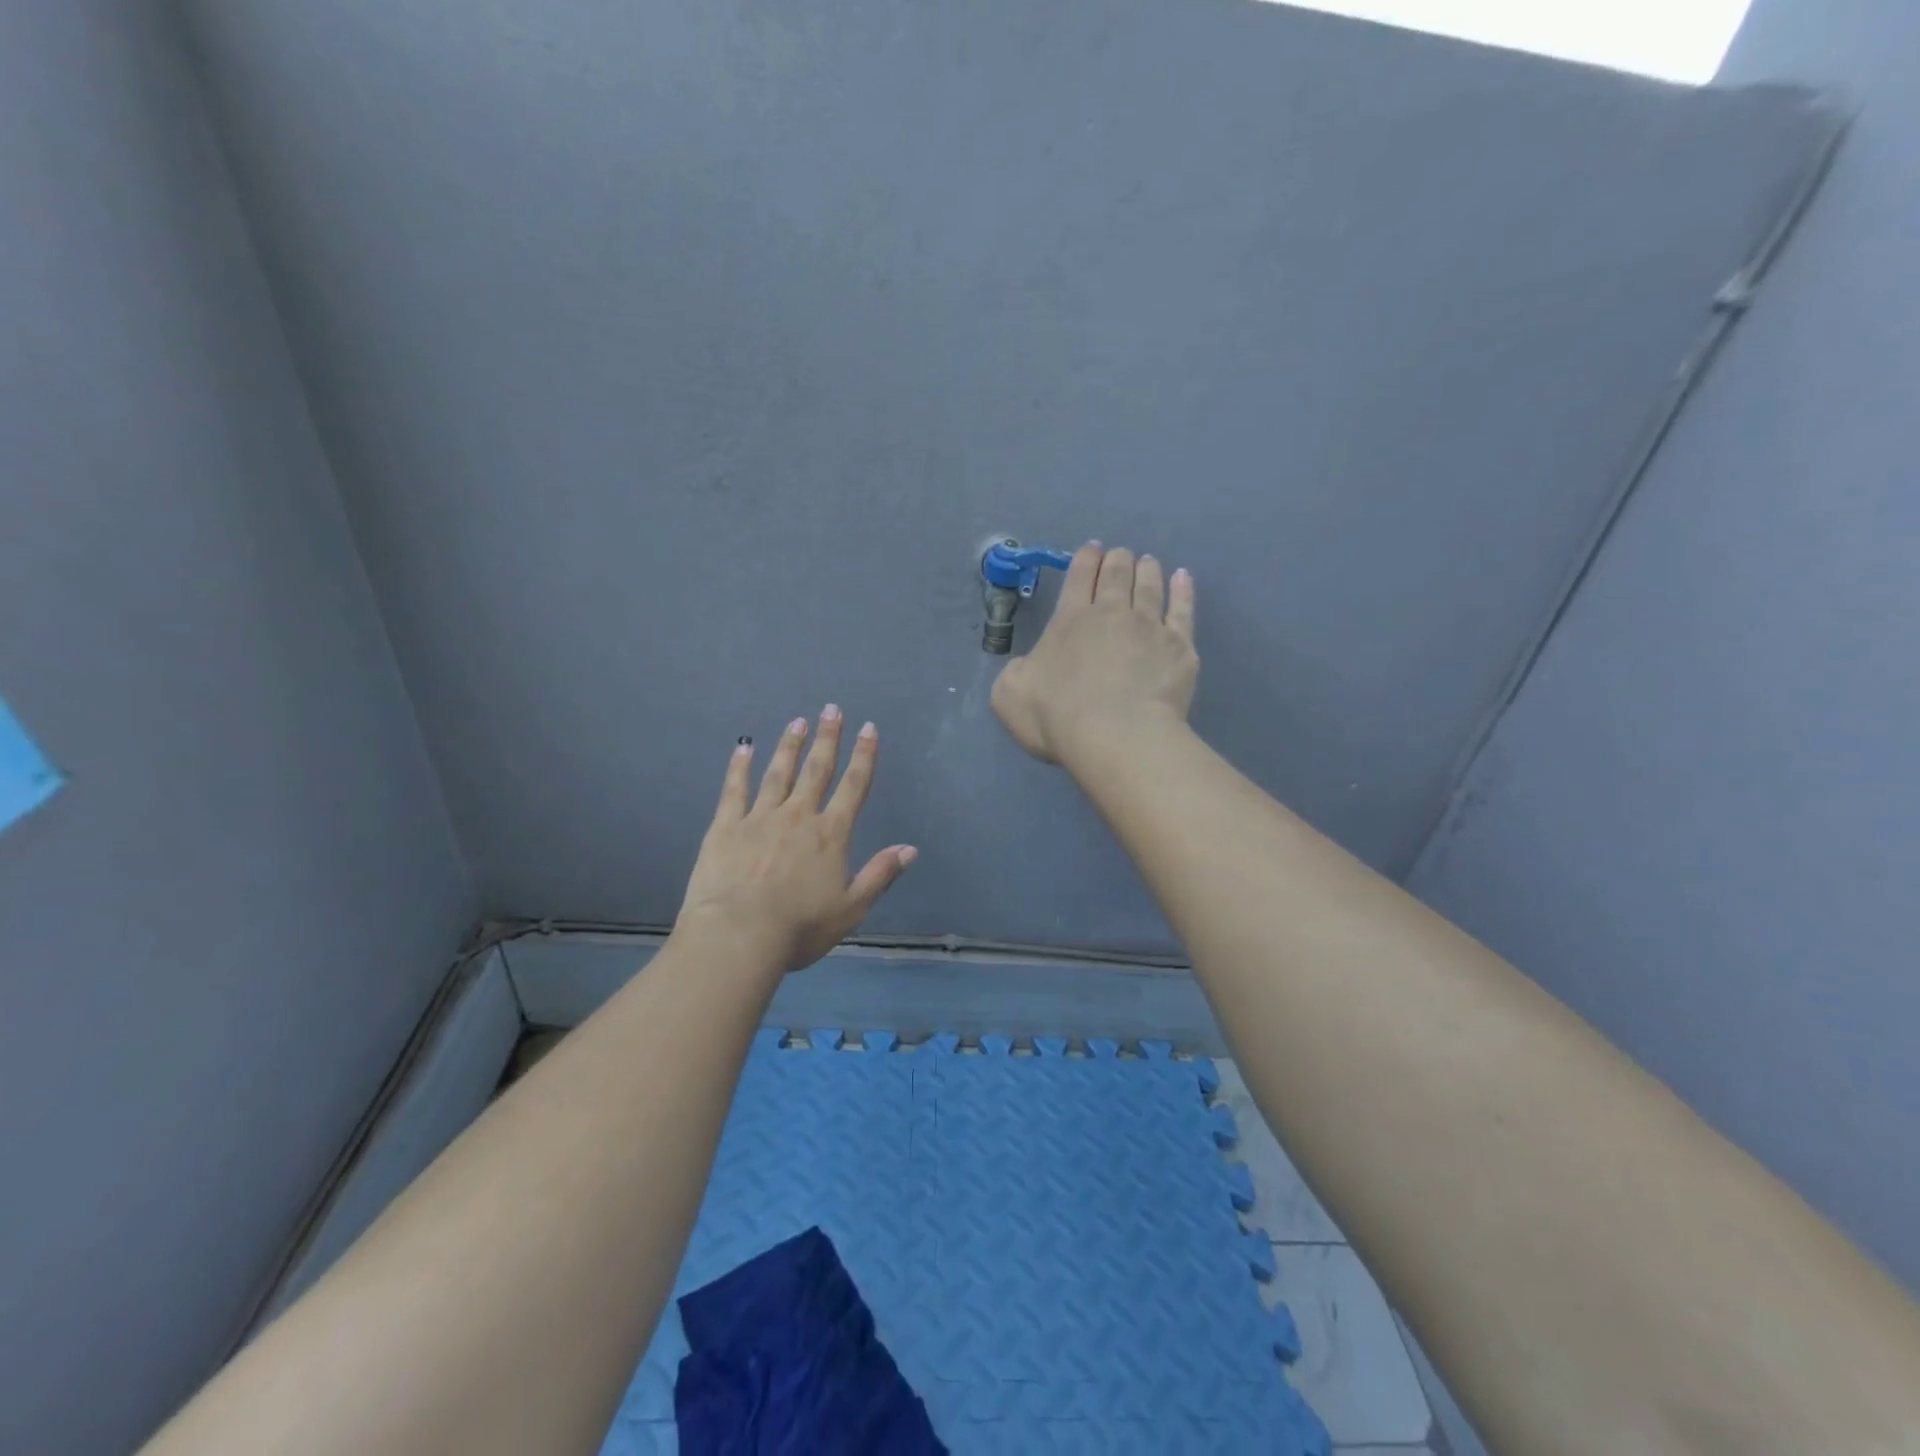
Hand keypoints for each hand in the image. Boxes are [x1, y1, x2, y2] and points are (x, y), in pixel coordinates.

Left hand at [676, 707, 916, 975]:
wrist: (738, 935)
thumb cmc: (799, 927)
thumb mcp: (851, 908)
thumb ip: (880, 874)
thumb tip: (910, 848)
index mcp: (830, 835)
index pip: (853, 787)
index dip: (863, 756)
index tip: (869, 728)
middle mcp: (798, 817)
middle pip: (817, 770)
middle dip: (827, 738)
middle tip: (831, 709)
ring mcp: (760, 818)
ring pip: (779, 773)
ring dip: (790, 746)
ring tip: (797, 722)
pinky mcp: (726, 827)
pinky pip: (735, 789)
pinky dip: (740, 767)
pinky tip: (744, 747)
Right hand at [991, 543, 1197, 763]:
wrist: (1117, 737)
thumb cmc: (1057, 717)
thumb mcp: (1009, 696)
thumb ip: (1015, 672)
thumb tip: (1026, 666)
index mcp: (1069, 621)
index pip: (1078, 578)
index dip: (1084, 560)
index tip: (1091, 549)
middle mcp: (1111, 614)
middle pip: (1116, 575)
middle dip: (1117, 560)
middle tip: (1119, 555)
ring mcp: (1150, 628)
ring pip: (1150, 586)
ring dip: (1147, 570)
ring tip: (1148, 561)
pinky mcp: (1180, 647)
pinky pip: (1183, 610)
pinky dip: (1183, 591)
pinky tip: (1183, 578)